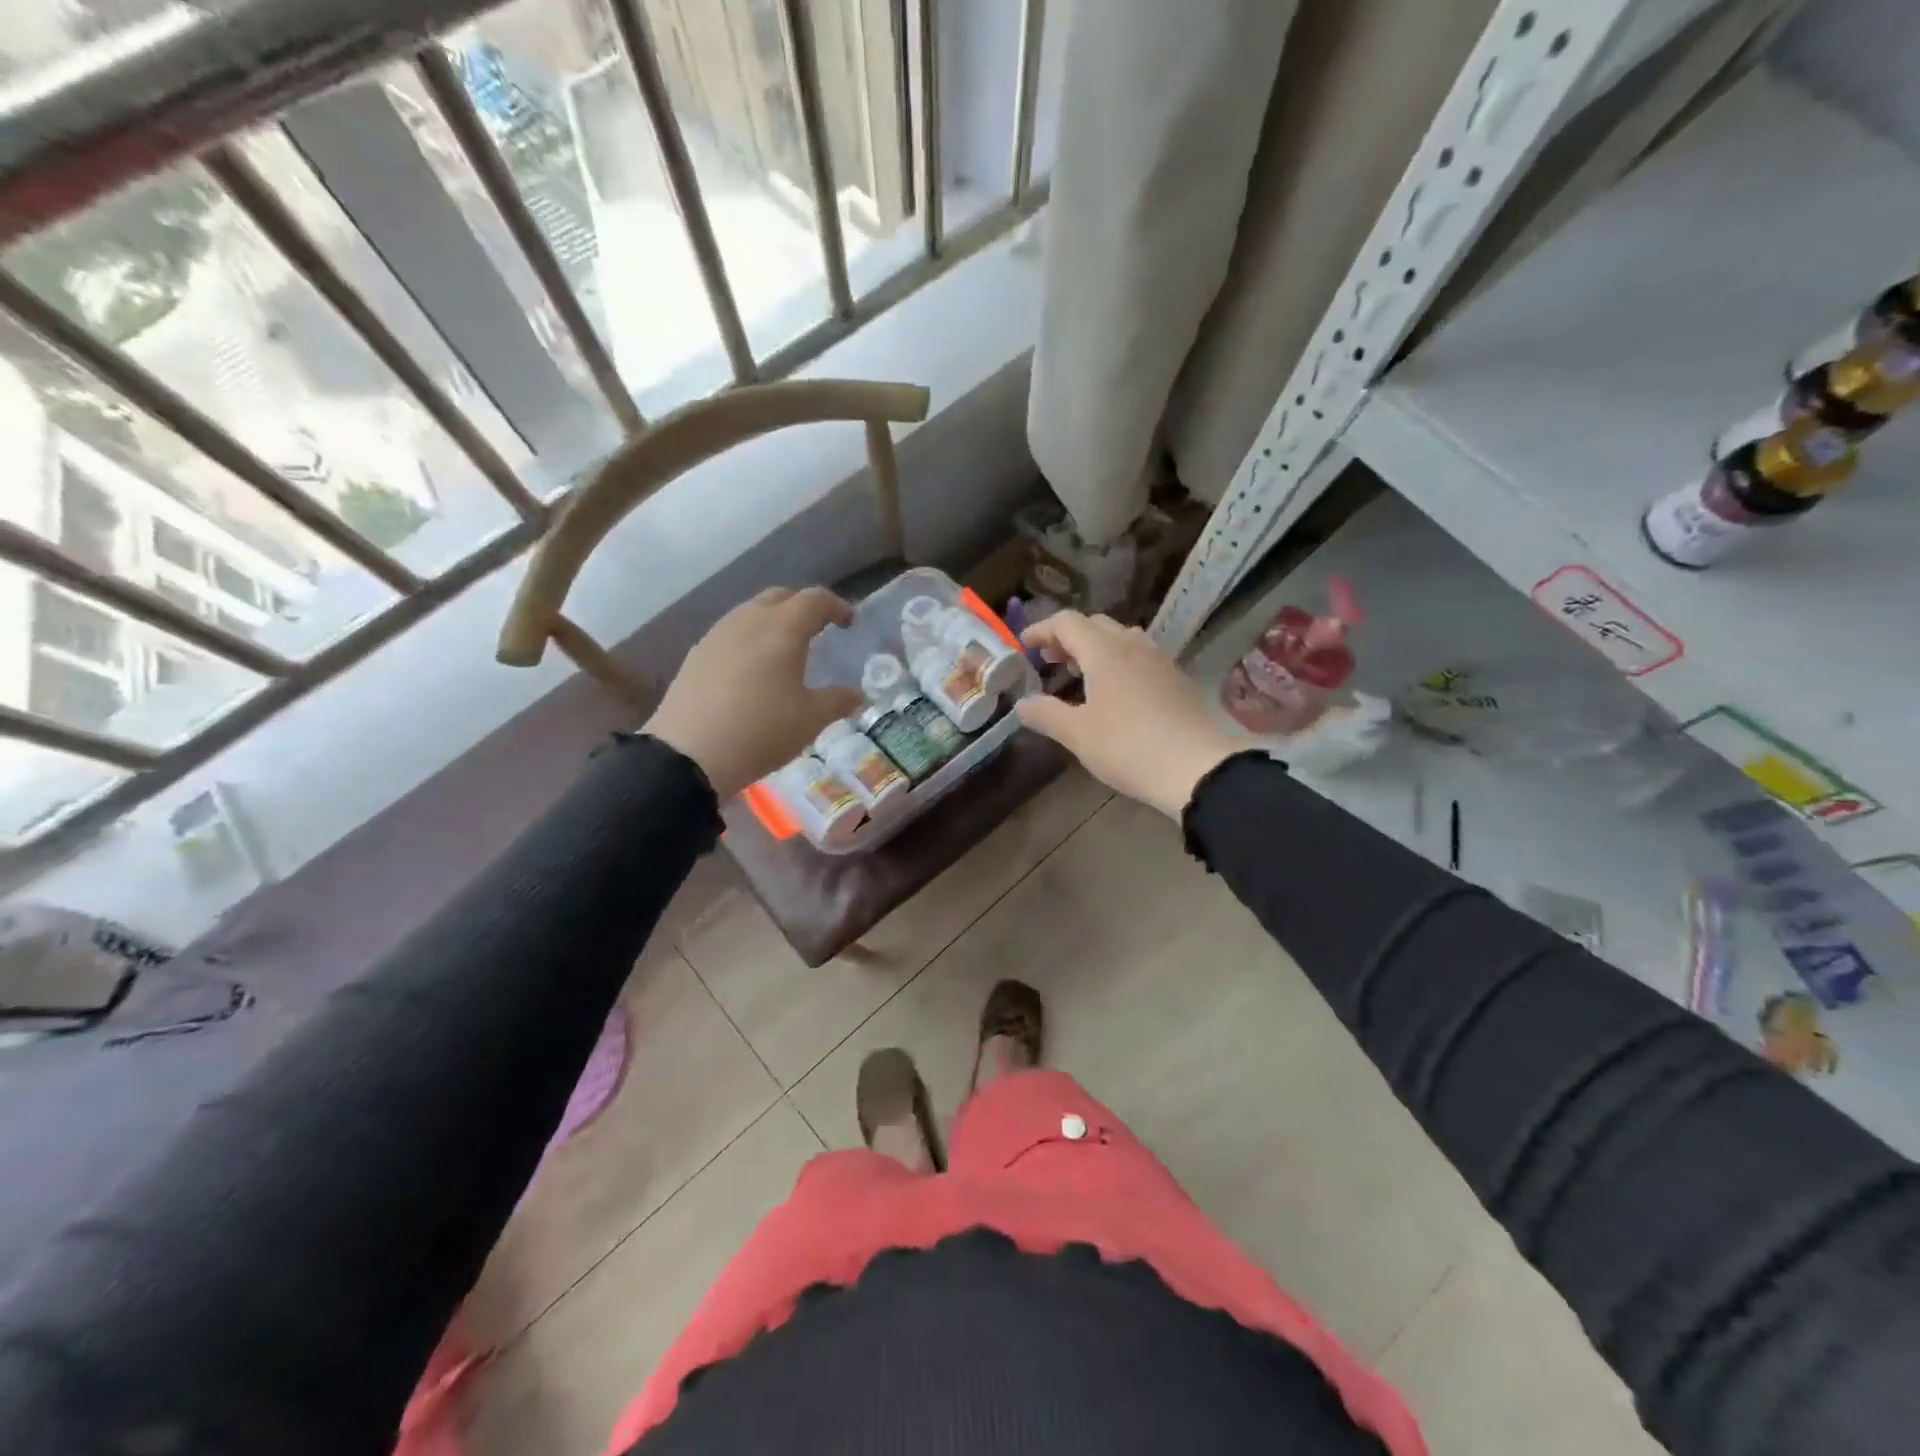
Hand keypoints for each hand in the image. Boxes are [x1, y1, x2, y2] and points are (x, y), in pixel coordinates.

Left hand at [645, 587, 865, 797]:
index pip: (815, 599)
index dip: (837, 606)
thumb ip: (838, 701)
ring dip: (773, 620)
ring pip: (751, 612)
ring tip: (785, 648)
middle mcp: (748, 620)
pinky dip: (750, 639)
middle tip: (818, 630)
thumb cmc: (761, 730)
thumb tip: (857, 695)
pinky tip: (752, 668)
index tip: (849, 622)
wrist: (689, 754)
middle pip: (780, 597)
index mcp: (782, 628)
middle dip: (803, 607)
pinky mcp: (696, 654)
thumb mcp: (810, 720)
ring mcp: (717, 635)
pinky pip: (731, 633)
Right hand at [1014, 611, 1239, 818]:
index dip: (1041, 630)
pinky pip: (1139, 656)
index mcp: (1104, 652)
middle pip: (1095, 624)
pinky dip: (1117, 661)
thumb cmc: (1128, 747)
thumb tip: (1022, 704)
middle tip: (1049, 660)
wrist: (1197, 768)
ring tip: (1080, 672)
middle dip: (1068, 637)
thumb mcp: (1078, 735)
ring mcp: (1159, 660)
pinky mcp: (1176, 679)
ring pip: (1121, 638)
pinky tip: (1115, 690)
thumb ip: (1046, 714)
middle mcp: (1133, 646)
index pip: (1067, 623)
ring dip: (1095, 647)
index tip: (1024, 646)